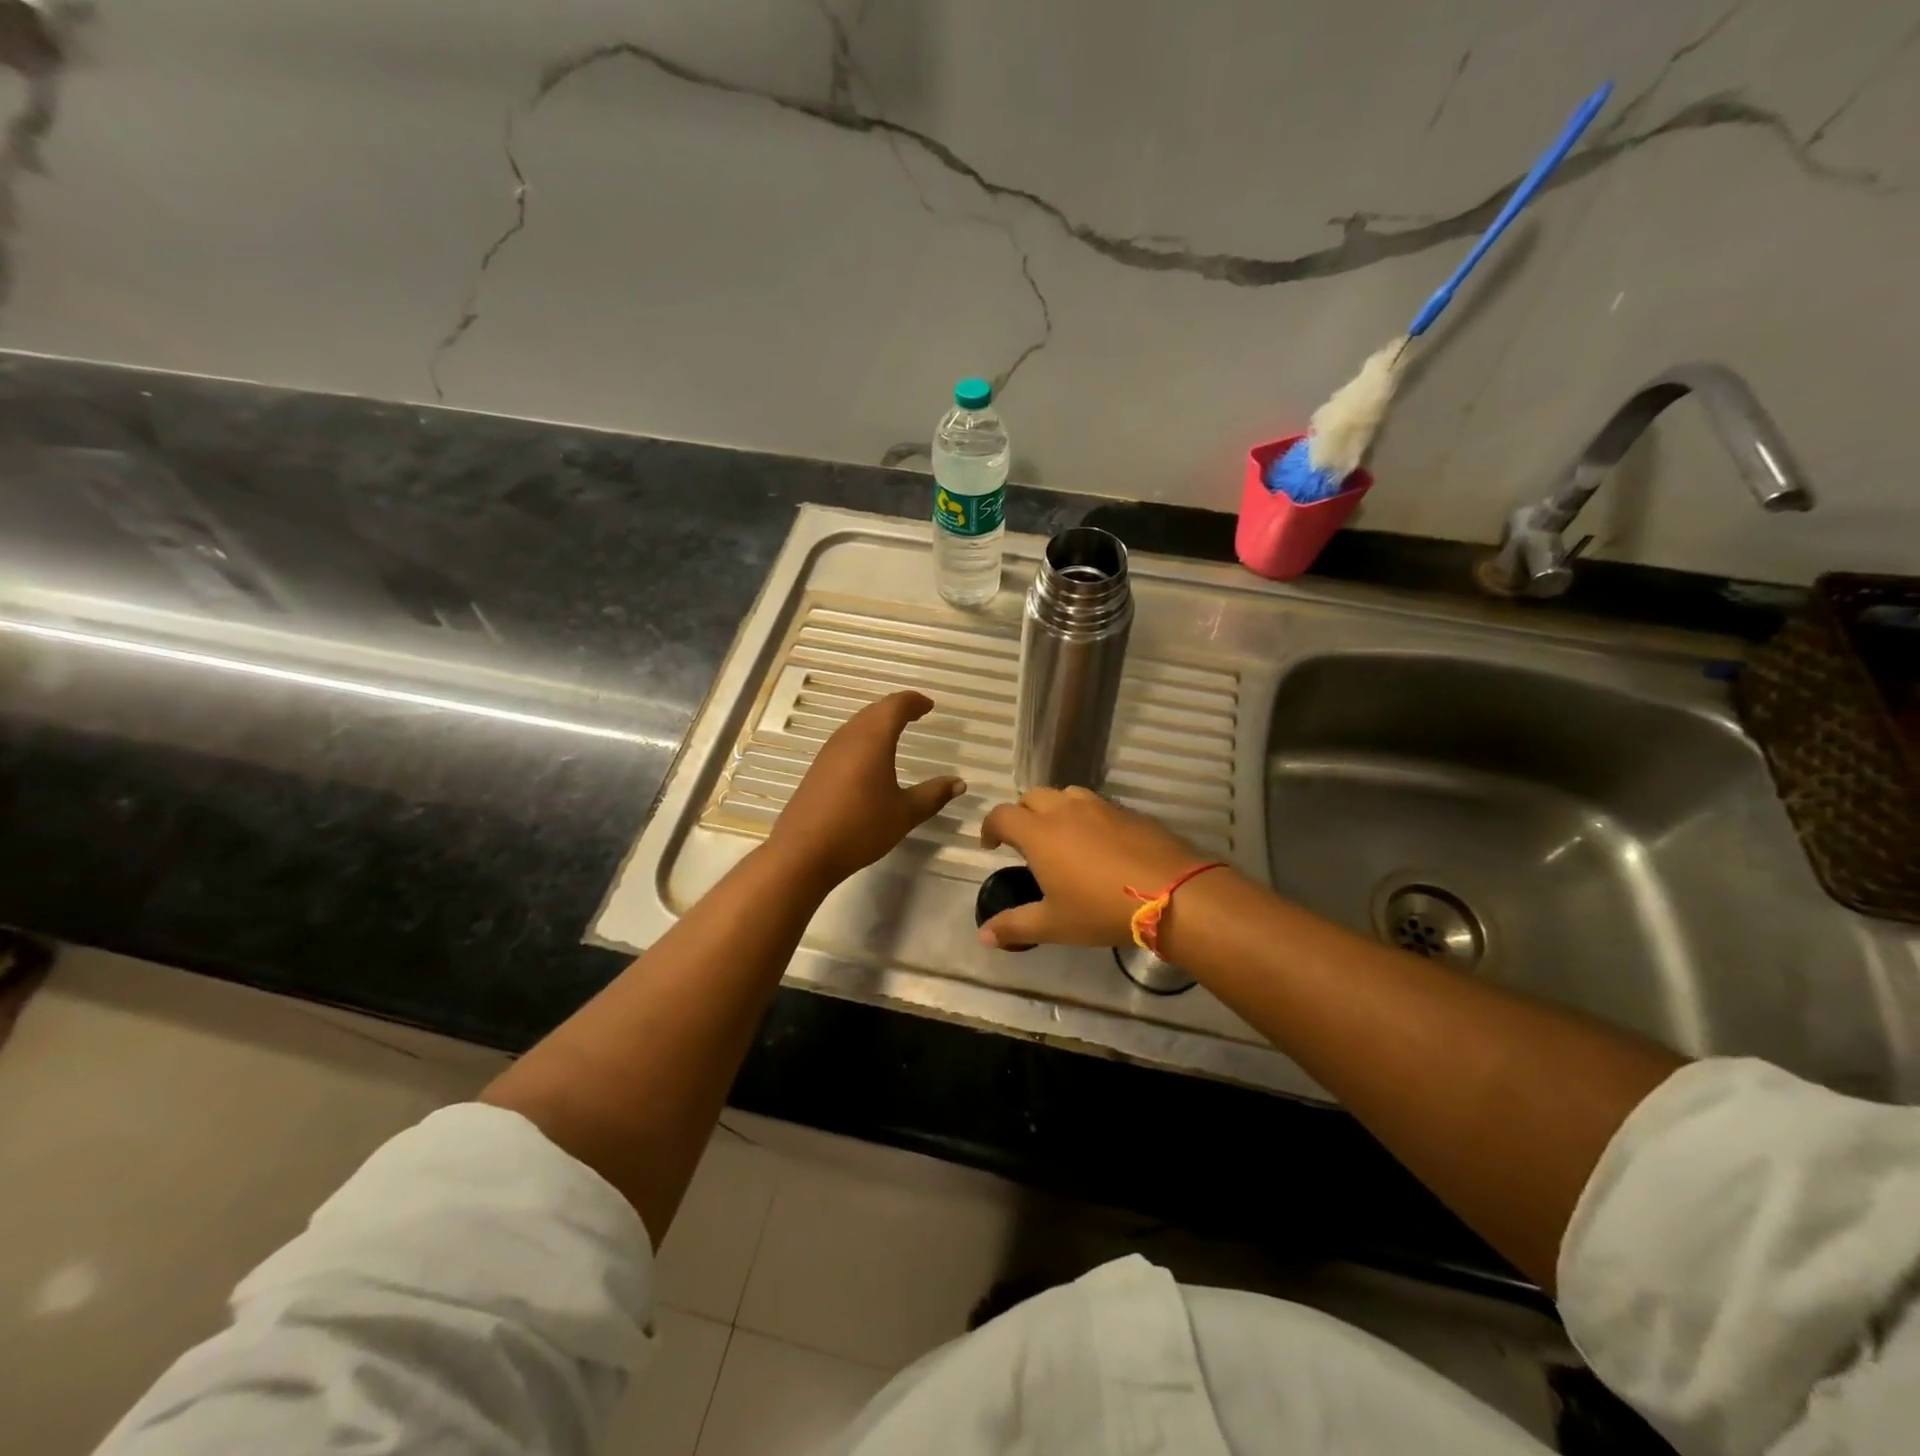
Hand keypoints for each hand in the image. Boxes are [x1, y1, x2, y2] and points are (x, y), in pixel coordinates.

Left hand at [766, 692, 964, 888]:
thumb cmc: (860, 827)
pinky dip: (864, 738)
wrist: (803, 852)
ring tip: (896, 732)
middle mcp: (849, 737)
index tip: (929, 706)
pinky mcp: (817, 769)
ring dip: (877, 722)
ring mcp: (829, 752)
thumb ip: (933, 795)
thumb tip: (959, 783)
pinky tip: (869, 759)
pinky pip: (846, 741)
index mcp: (873, 739)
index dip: (914, 702)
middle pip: (874, 711)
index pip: (895, 706)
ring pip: (857, 724)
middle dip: (896, 708)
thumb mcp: (905, 813)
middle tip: (916, 714)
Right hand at [977, 788, 1212, 947]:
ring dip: (1055, 809)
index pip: (1002, 815)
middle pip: (1032, 796)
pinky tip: (1099, 844)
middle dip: (1022, 813)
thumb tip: (983, 935)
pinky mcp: (1127, 811)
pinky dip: (1086, 816)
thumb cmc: (1101, 909)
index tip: (991, 845)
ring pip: (1066, 794)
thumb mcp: (1054, 924)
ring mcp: (1099, 806)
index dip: (990, 827)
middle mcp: (1065, 809)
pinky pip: (1097, 805)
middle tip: (1025, 841)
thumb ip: (1015, 926)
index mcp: (1039, 832)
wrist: (1171, 893)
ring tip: (1061, 836)